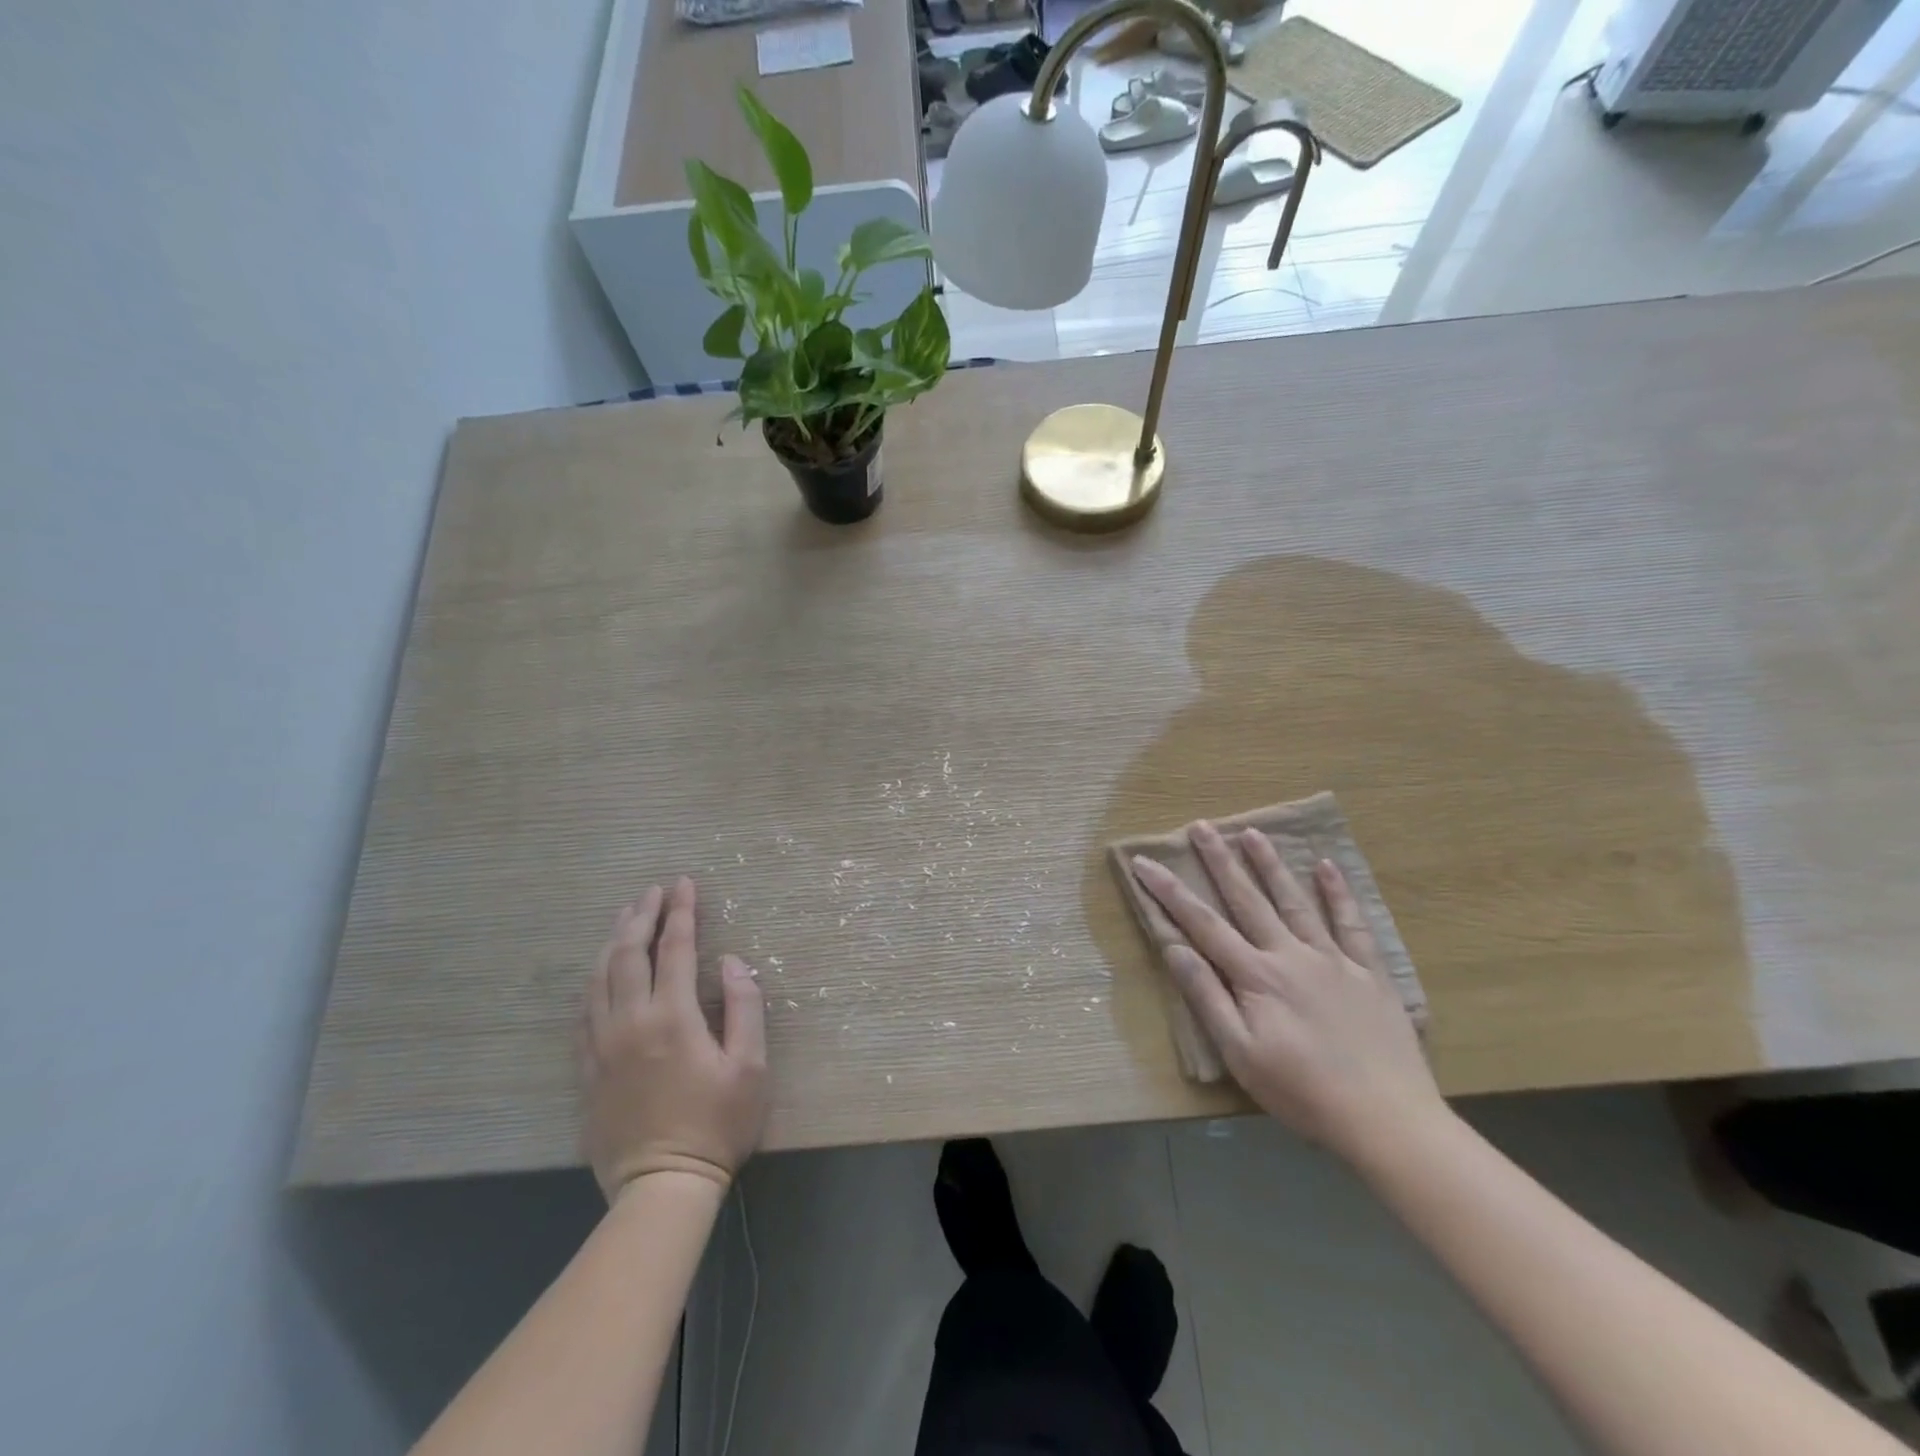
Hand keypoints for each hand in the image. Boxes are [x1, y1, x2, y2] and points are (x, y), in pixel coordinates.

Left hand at [577, 876, 768, 1200]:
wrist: (661, 1186)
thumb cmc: (716, 1124)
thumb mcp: (750, 1067)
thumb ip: (745, 1007)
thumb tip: (733, 962)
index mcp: (672, 1017)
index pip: (675, 948)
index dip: (681, 912)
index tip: (684, 883)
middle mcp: (630, 1021)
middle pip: (628, 953)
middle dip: (642, 915)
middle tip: (654, 890)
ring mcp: (601, 1045)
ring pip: (599, 977)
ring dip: (613, 940)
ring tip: (626, 916)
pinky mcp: (587, 1068)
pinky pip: (583, 1010)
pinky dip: (594, 978)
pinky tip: (601, 970)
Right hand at [1131, 822, 1442, 1160]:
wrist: (1387, 1120)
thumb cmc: (1303, 1092)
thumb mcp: (1240, 1054)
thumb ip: (1208, 997)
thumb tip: (1175, 948)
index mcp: (1256, 976)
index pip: (1202, 924)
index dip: (1170, 892)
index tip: (1145, 862)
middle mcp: (1291, 955)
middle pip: (1248, 900)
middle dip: (1220, 862)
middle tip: (1202, 826)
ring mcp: (1334, 961)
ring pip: (1296, 902)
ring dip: (1271, 866)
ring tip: (1253, 832)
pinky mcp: (1369, 974)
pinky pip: (1352, 925)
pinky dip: (1338, 894)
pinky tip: (1327, 867)